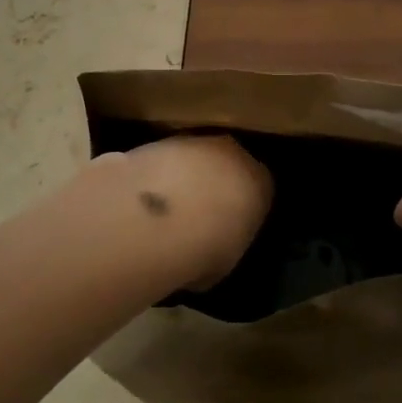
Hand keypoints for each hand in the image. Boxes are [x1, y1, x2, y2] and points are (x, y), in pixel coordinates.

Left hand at [85, 135, 271, 291]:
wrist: (162, 217)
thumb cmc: (207, 247)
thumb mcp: (225, 261)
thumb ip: (223, 246)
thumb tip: (207, 251)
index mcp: (259, 183)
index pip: (259, 190)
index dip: (242, 208)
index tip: (228, 226)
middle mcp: (233, 154)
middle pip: (227, 165)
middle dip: (214, 184)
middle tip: (196, 215)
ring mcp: (196, 142)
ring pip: (195, 157)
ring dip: (184, 177)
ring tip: (165, 209)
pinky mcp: (160, 140)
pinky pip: (165, 159)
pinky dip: (157, 175)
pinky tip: (142, 199)